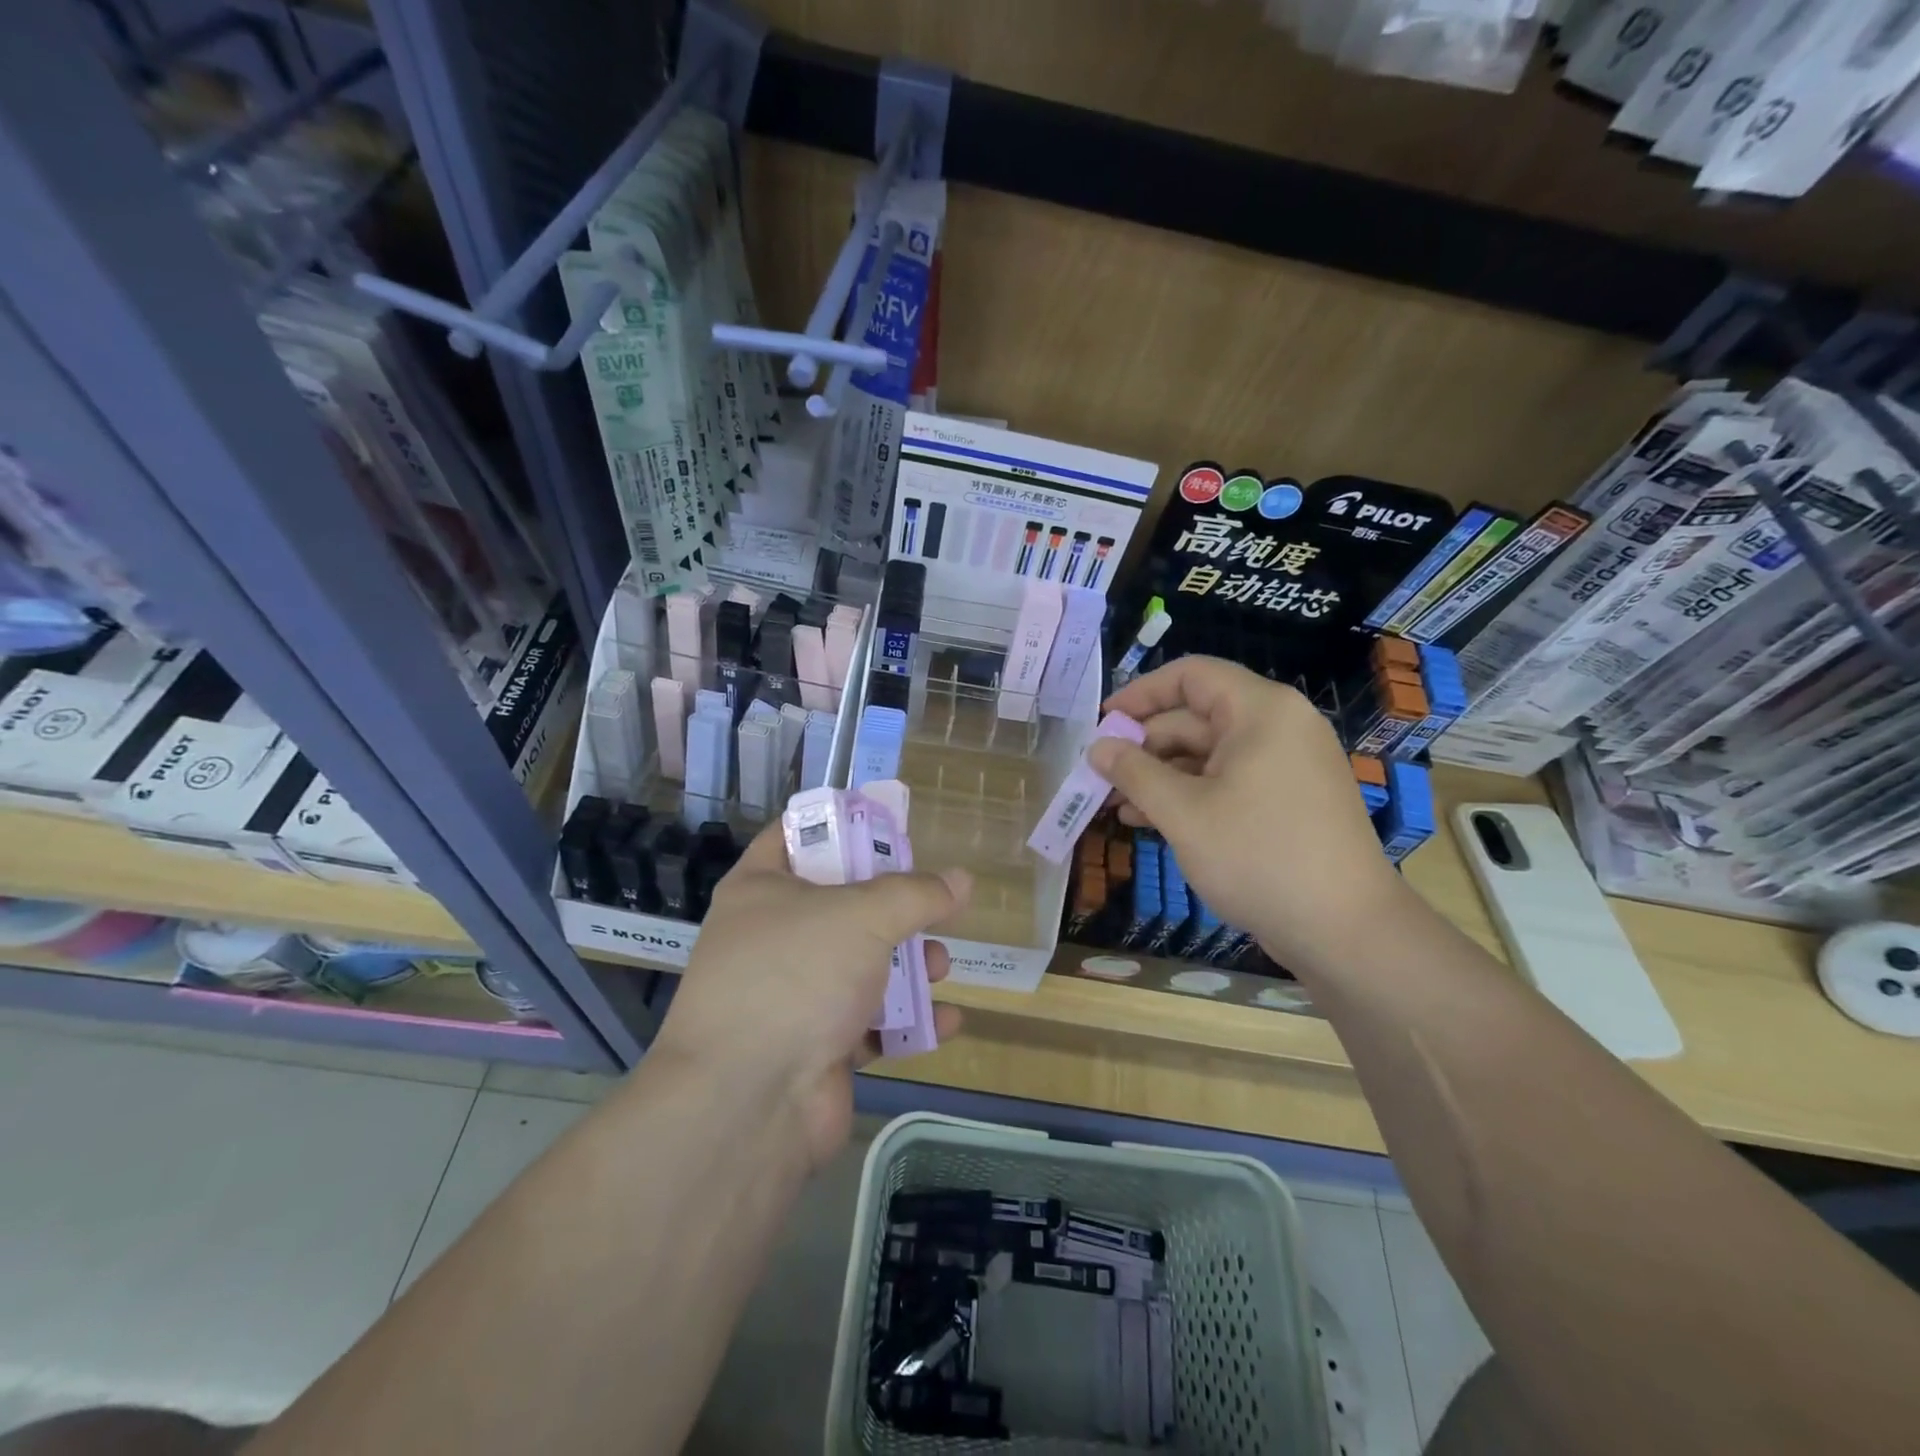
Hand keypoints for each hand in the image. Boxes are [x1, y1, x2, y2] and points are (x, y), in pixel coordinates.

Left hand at [653, 826, 970, 1169]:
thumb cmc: (797, 977)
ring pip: (862, 964)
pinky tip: (947, 1020)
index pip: (797, 835)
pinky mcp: (817, 1045)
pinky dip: (908, 1020)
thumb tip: (961, 880)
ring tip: (940, 966)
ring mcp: (794, 993)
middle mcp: (773, 937)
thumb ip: (916, 894)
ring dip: (908, 965)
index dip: (843, 825)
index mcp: (762, 888)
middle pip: (842, 903)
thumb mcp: (862, 917)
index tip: (892, 827)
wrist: (747, 1103)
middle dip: (894, 908)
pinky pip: (870, 1021)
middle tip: (932, 904)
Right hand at [1089, 656, 1406, 970]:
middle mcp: (1278, 727)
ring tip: (1116, 806)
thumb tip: (1097, 747)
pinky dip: (1189, 795)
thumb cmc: (1258, 857)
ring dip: (1160, 776)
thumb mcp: (1183, 812)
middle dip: (1144, 746)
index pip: (1190, 675)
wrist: (1346, 930)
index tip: (1102, 722)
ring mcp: (1287, 765)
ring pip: (1208, 755)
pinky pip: (1228, 781)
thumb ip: (1134, 772)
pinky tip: (1151, 821)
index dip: (1140, 693)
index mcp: (1261, 711)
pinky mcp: (1288, 800)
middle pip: (1196, 717)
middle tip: (1099, 777)